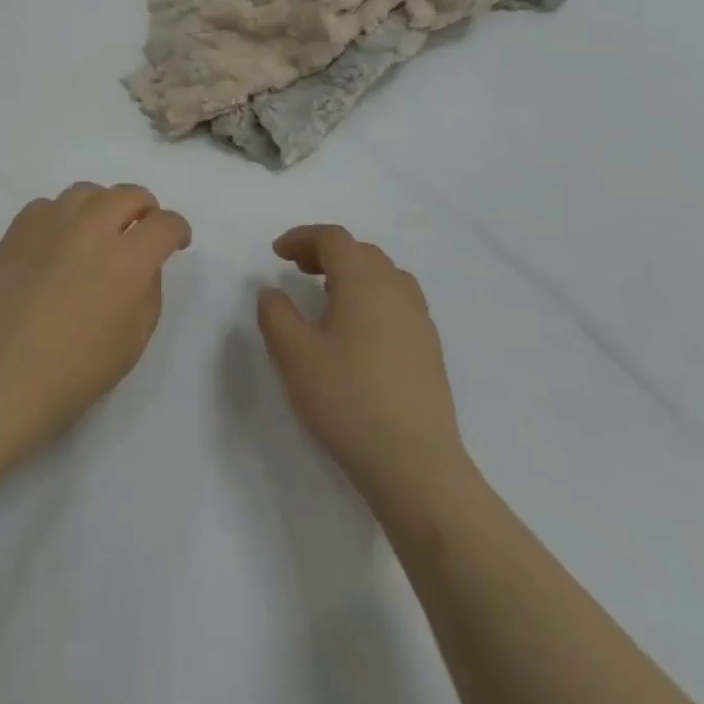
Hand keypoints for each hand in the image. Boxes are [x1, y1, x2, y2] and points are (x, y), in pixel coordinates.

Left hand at [0, 183, 190, 468]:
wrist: (1, 380)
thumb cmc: (76, 373)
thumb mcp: (134, 340)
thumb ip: (148, 290)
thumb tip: (143, 262)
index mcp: (127, 261)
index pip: (165, 224)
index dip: (177, 230)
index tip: (175, 242)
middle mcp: (91, 230)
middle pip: (129, 194)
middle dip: (145, 209)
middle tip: (141, 230)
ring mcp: (50, 224)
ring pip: (88, 192)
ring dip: (103, 207)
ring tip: (99, 231)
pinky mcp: (18, 229)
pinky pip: (49, 205)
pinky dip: (63, 216)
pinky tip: (60, 243)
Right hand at [258, 225, 473, 508]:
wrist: (415, 465)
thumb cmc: (347, 399)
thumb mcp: (293, 355)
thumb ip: (276, 314)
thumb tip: (273, 292)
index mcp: (363, 281)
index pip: (333, 238)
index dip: (302, 237)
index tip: (277, 254)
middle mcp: (396, 291)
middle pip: (361, 252)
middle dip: (326, 253)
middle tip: (297, 269)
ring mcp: (419, 321)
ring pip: (385, 277)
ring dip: (353, 274)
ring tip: (327, 297)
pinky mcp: (430, 351)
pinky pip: (399, 304)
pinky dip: (373, 299)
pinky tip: (358, 333)